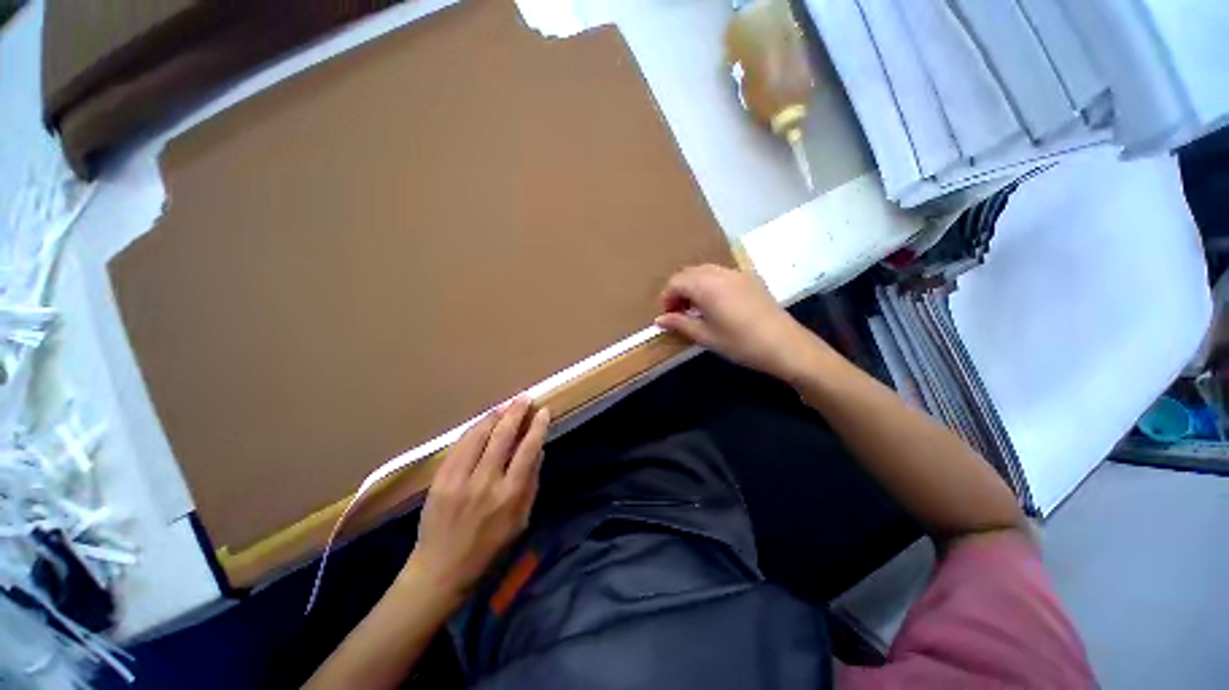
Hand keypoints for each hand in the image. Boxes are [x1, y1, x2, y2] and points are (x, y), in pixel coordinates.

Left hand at [404, 397, 549, 599]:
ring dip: (494, 416)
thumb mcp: (521, 520)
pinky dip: (473, 429)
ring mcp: (459, 479)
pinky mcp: (440, 479)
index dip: (537, 427)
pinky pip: (459, 445)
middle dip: (516, 412)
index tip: (543, 411)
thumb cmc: (489, 549)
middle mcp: (485, 482)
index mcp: (510, 495)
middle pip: (503, 436)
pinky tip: (483, 422)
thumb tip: (539, 450)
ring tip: (505, 404)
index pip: (528, 450)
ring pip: (479, 435)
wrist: (440, 570)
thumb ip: (531, 483)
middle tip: (524, 397)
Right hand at [655, 264, 825, 381]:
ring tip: (695, 310)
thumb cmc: (741, 343)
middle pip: (689, 273)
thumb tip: (659, 320)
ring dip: (694, 286)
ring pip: (705, 271)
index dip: (667, 297)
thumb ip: (680, 324)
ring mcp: (737, 273)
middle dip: (679, 290)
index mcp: (707, 286)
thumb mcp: (706, 336)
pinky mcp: (750, 279)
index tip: (667, 316)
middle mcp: (720, 273)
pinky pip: (721, 274)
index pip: (676, 282)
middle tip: (678, 313)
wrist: (785, 345)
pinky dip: (709, 284)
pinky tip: (715, 304)